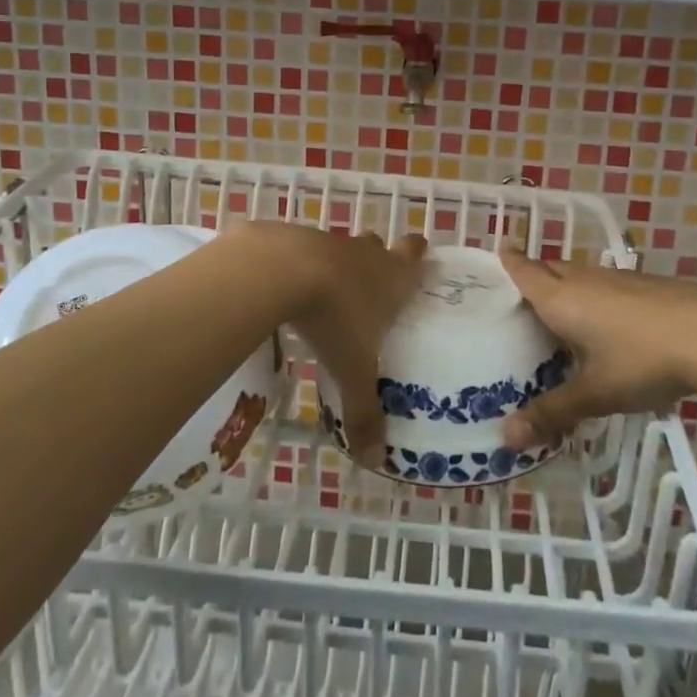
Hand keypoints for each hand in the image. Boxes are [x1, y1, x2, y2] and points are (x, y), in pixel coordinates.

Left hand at [228, 222, 426, 464]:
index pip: (414, 254)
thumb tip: (374, 459)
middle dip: (376, 261)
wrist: (278, 270)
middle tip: (369, 289)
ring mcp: (327, 241)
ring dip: (335, 267)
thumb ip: (364, 412)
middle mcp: (364, 253)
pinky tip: (284, 291)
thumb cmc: (334, 317)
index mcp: (391, 276)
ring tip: (324, 297)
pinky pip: (300, 251)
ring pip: (339, 249)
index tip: (418, 260)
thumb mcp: (352, 371)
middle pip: (377, 246)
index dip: (417, 255)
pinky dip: (297, 267)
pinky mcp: (290, 237)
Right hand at [499, 250, 696, 447]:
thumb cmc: (643, 360)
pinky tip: (606, 324)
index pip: (524, 271)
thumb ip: (552, 413)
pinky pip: (605, 284)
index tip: (496, 256)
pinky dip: (594, 296)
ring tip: (558, 315)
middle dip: (533, 276)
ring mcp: (618, 278)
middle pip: (549, 268)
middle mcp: (584, 279)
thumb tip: (506, 438)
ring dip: (565, 287)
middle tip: (519, 300)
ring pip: (579, 275)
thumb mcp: (595, 393)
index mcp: (561, 298)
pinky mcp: (646, 285)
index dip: (507, 262)